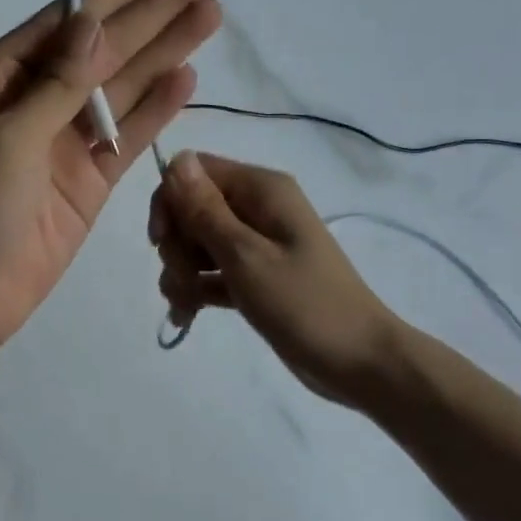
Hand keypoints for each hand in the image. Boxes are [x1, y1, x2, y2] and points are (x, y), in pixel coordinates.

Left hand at [0, 0, 222, 355]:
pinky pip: (126, 137)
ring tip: (207, 20)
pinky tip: (187, 79)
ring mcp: (63, 142)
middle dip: (149, 19)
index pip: (64, 23)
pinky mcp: (88, 181)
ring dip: (162, 55)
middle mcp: (33, 101)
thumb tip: (93, 20)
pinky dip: (156, 110)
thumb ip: (57, 83)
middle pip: (101, 51)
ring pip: (120, 90)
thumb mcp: (6, 137)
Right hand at [149, 152, 401, 406]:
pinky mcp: (256, 276)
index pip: (193, 172)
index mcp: (261, 190)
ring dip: (181, 272)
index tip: (161, 242)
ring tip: (185, 306)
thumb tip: (176, 158)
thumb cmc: (304, 304)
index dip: (170, 202)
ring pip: (197, 243)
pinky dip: (197, 289)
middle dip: (176, 245)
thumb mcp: (245, 256)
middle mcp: (258, 208)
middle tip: (182, 280)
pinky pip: (212, 271)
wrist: (359, 361)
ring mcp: (257, 244)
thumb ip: (205, 210)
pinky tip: (186, 316)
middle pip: (192, 209)